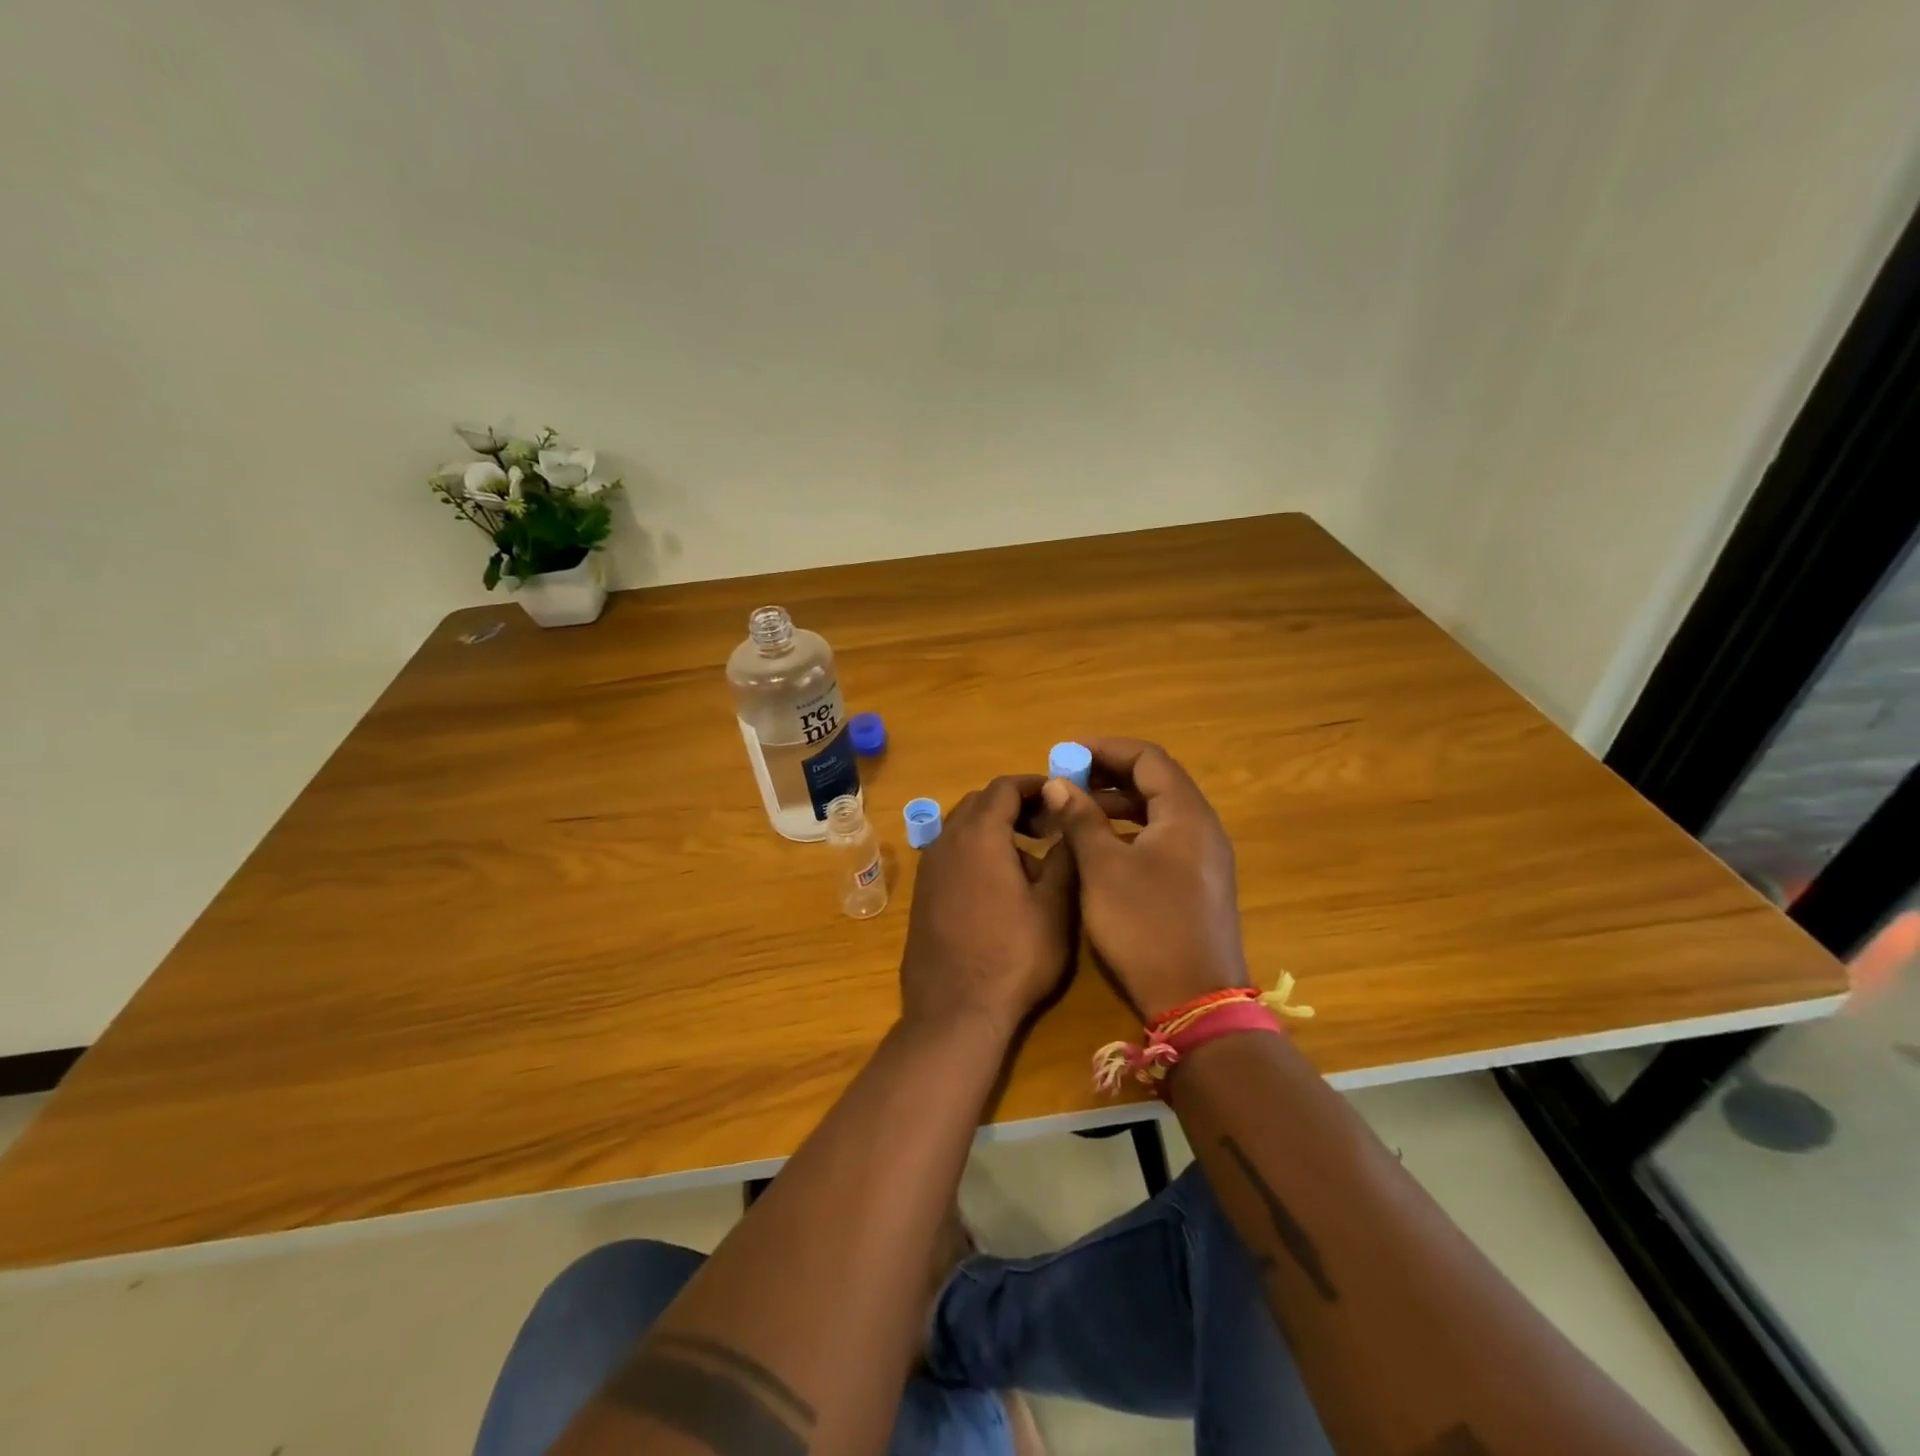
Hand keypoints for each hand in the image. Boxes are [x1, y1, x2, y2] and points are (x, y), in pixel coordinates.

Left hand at [899, 775, 1078, 1044]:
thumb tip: (1069, 822)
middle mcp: (946, 841)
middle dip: (1015, 805)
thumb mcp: (1054, 906)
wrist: (954, 1011)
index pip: (1004, 787)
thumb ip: (1064, 856)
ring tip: (1029, 857)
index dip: (1035, 785)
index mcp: (979, 835)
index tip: (1061, 795)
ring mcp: (928, 869)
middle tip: (1049, 825)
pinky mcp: (922, 894)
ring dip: (994, 829)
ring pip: (962, 828)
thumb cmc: (1013, 956)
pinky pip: (951, 854)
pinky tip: (999, 884)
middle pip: (980, 803)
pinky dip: (976, 851)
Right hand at [1042, 738, 1247, 1018]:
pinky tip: (1100, 846)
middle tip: (1068, 780)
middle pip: (1156, 781)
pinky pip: (1162, 838)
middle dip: (1109, 774)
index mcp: (1186, 814)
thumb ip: (1080, 819)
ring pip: (1158, 811)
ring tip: (1076, 809)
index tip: (1067, 753)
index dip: (1106, 749)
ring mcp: (1204, 857)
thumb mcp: (1102, 868)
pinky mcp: (1197, 883)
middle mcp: (1202, 827)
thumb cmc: (1145, 925)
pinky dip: (1130, 830)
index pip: (1148, 758)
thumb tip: (1058, 784)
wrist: (1195, 1000)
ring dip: (1118, 803)